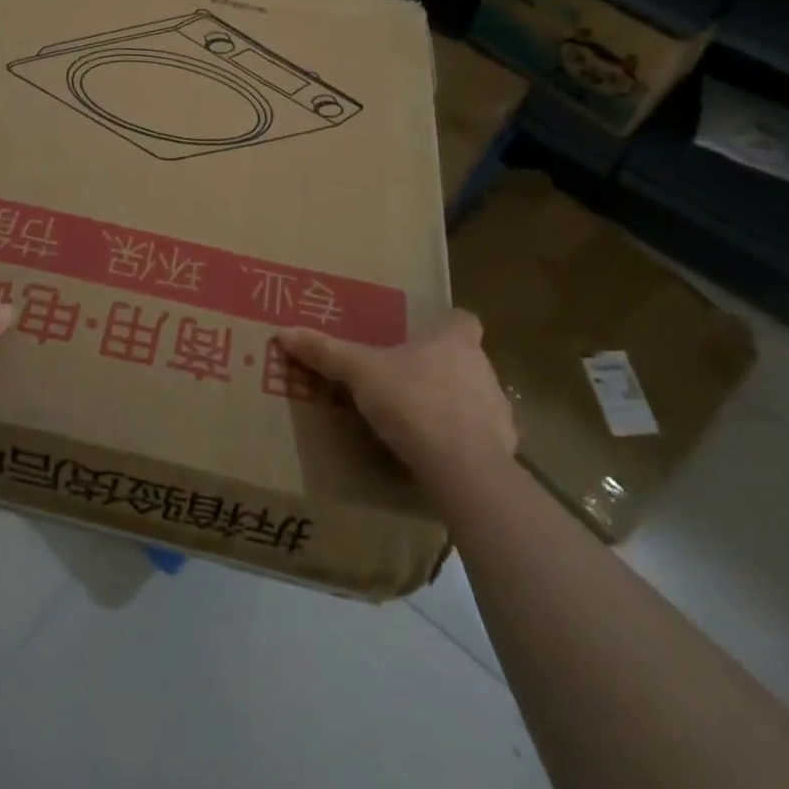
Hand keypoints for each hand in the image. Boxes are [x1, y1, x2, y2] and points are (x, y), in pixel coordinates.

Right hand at [277, 310, 516, 491]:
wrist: (463, 468)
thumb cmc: (413, 403)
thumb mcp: (360, 373)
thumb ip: (326, 352)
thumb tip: (284, 332)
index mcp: (455, 342)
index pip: (463, 320)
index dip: (447, 324)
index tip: (425, 336)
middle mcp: (483, 368)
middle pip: (467, 359)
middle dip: (442, 368)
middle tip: (407, 380)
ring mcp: (498, 410)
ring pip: (476, 398)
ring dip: (455, 406)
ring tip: (419, 421)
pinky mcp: (505, 449)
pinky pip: (483, 438)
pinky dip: (464, 443)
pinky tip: (439, 456)